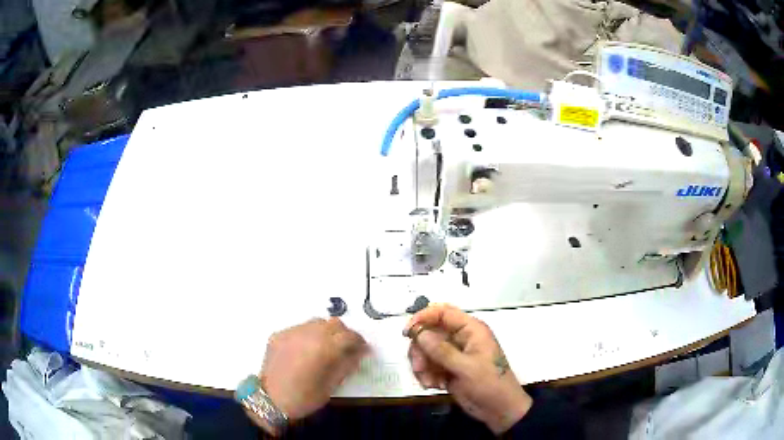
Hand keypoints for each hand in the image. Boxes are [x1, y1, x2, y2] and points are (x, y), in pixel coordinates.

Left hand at [257, 318, 366, 427]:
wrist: (270, 400)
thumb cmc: (304, 398)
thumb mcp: (331, 385)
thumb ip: (347, 365)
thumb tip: (359, 353)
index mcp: (323, 347)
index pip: (349, 336)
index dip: (359, 342)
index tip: (364, 350)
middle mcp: (307, 334)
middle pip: (334, 324)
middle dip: (344, 334)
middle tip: (347, 348)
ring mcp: (290, 332)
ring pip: (316, 322)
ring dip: (326, 331)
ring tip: (327, 347)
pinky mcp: (278, 335)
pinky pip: (299, 329)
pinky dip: (309, 335)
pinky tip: (307, 350)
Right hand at [404, 304, 531, 434]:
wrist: (499, 410)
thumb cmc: (489, 384)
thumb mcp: (466, 368)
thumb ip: (441, 350)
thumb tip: (419, 332)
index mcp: (471, 330)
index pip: (443, 312)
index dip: (423, 317)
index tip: (407, 333)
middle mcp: (461, 338)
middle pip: (429, 333)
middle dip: (420, 350)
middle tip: (419, 367)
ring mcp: (454, 354)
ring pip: (426, 351)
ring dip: (423, 366)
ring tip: (430, 382)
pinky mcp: (448, 369)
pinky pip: (428, 366)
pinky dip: (427, 375)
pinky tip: (435, 386)